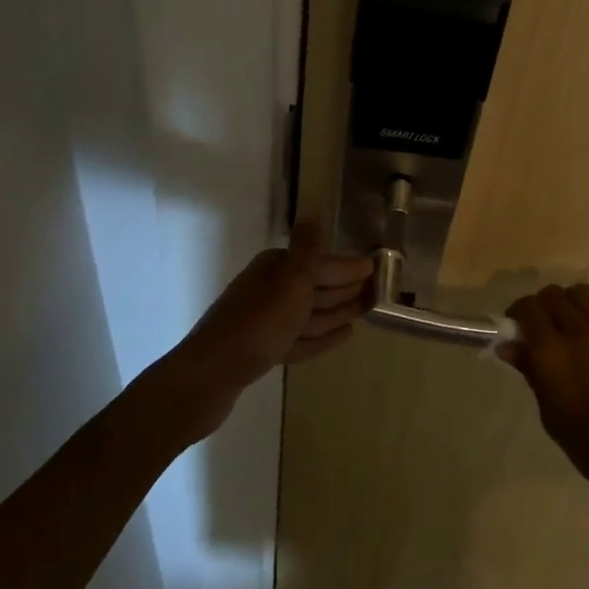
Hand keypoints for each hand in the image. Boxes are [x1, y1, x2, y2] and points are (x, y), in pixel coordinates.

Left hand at [162, 218, 373, 440]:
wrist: (208, 377)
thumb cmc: (257, 325)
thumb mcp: (289, 282)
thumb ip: (307, 250)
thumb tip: (313, 210)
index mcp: (275, 268)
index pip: (321, 262)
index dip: (349, 267)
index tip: (378, 269)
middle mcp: (269, 290)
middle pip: (316, 286)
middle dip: (346, 287)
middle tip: (379, 291)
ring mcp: (266, 322)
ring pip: (311, 313)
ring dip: (338, 311)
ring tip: (366, 311)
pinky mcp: (264, 351)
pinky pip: (302, 338)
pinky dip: (322, 336)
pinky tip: (344, 336)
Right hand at [503, 284, 588, 509]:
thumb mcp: (554, 419)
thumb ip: (532, 376)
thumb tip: (509, 347)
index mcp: (552, 357)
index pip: (528, 310)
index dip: (517, 313)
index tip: (515, 330)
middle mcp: (578, 334)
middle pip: (552, 295)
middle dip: (540, 306)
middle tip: (539, 329)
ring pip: (580, 291)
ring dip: (568, 300)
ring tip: (568, 322)